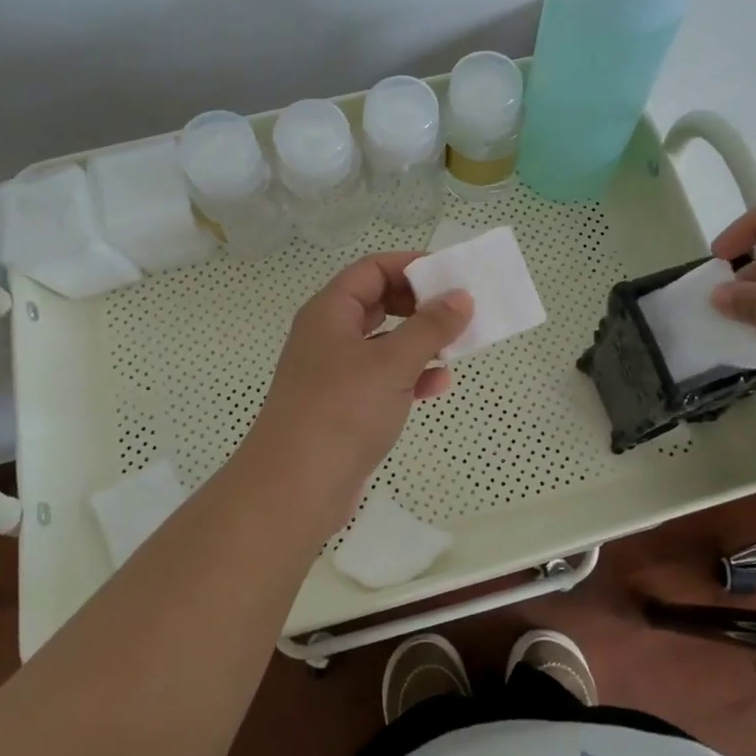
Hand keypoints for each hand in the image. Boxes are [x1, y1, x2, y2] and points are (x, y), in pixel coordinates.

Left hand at [238, 253, 471, 524]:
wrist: (294, 489)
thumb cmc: (341, 412)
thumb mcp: (392, 363)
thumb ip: (430, 327)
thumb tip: (461, 296)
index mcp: (330, 312)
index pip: (372, 269)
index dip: (410, 266)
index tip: (451, 276)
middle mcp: (329, 336)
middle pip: (378, 302)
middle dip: (419, 304)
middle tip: (457, 311)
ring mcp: (335, 373)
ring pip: (384, 342)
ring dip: (419, 342)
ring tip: (456, 347)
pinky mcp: (344, 407)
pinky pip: (383, 378)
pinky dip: (410, 377)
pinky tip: (438, 385)